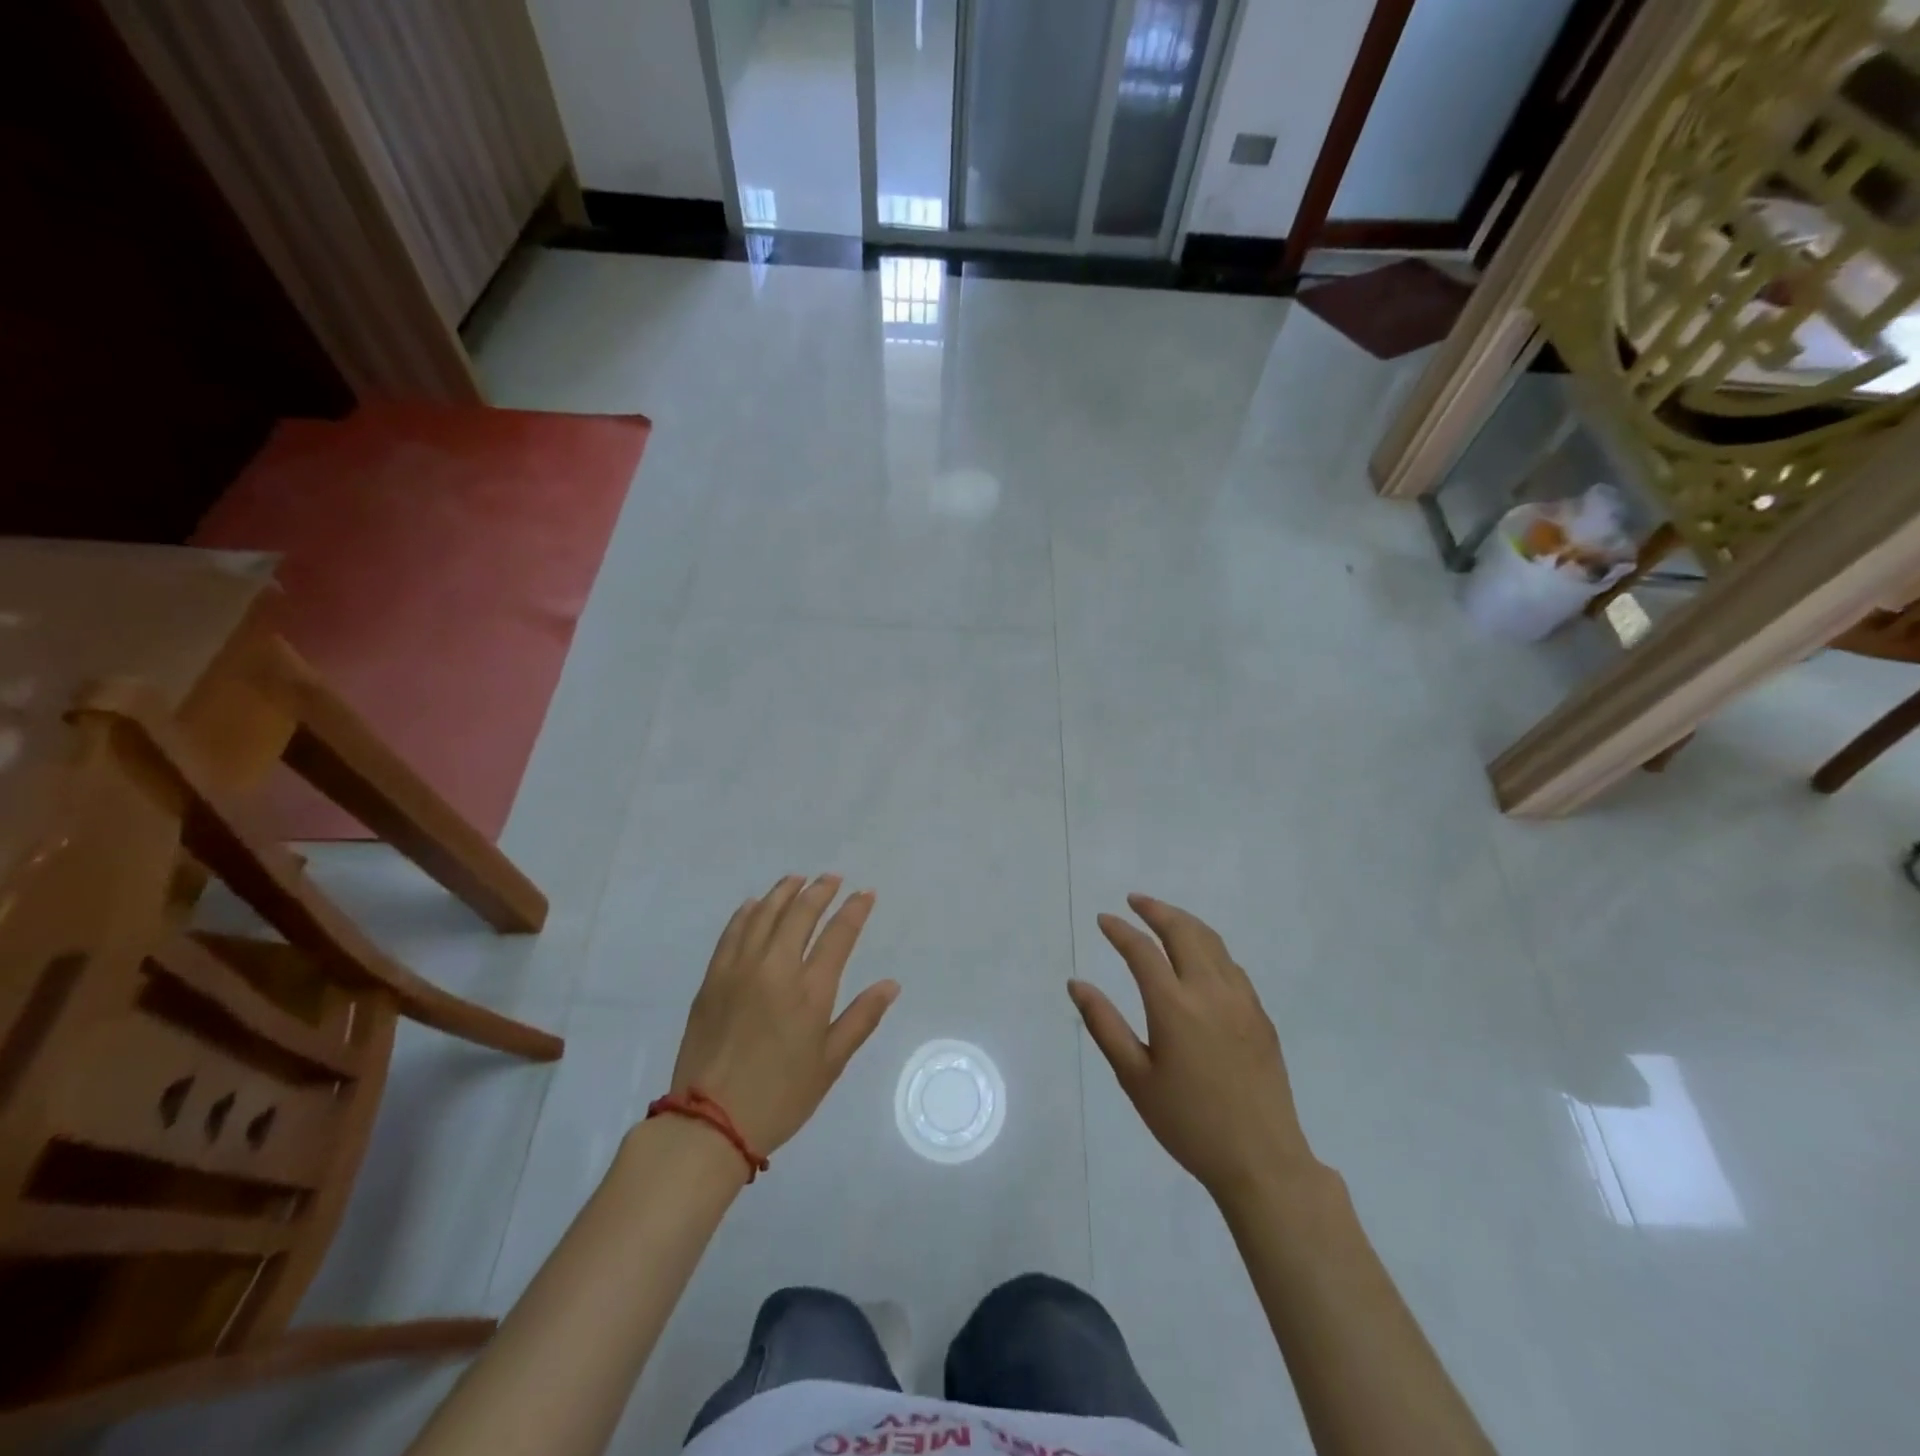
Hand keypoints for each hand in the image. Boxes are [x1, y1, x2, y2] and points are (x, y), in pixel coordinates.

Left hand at [670, 875, 898, 1156]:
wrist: (710, 1122)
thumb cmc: (780, 1096)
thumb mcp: (830, 1063)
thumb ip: (861, 1018)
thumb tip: (890, 984)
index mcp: (810, 990)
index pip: (838, 934)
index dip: (854, 910)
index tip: (865, 894)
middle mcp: (775, 969)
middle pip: (800, 914)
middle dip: (820, 891)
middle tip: (831, 879)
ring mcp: (739, 970)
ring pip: (764, 915)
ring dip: (783, 893)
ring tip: (796, 880)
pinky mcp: (713, 979)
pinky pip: (732, 932)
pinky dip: (746, 913)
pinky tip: (754, 905)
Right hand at [1070, 894, 1318, 1203]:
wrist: (1262, 1160)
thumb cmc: (1189, 1123)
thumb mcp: (1135, 1078)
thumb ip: (1104, 1025)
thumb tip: (1076, 984)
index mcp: (1174, 1006)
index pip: (1142, 951)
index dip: (1120, 930)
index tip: (1103, 919)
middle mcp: (1210, 991)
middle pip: (1183, 932)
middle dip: (1156, 910)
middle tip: (1135, 900)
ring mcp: (1241, 1000)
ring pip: (1212, 942)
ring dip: (1185, 922)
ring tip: (1164, 917)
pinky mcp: (1260, 1015)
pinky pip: (1231, 965)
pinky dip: (1209, 946)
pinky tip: (1200, 957)